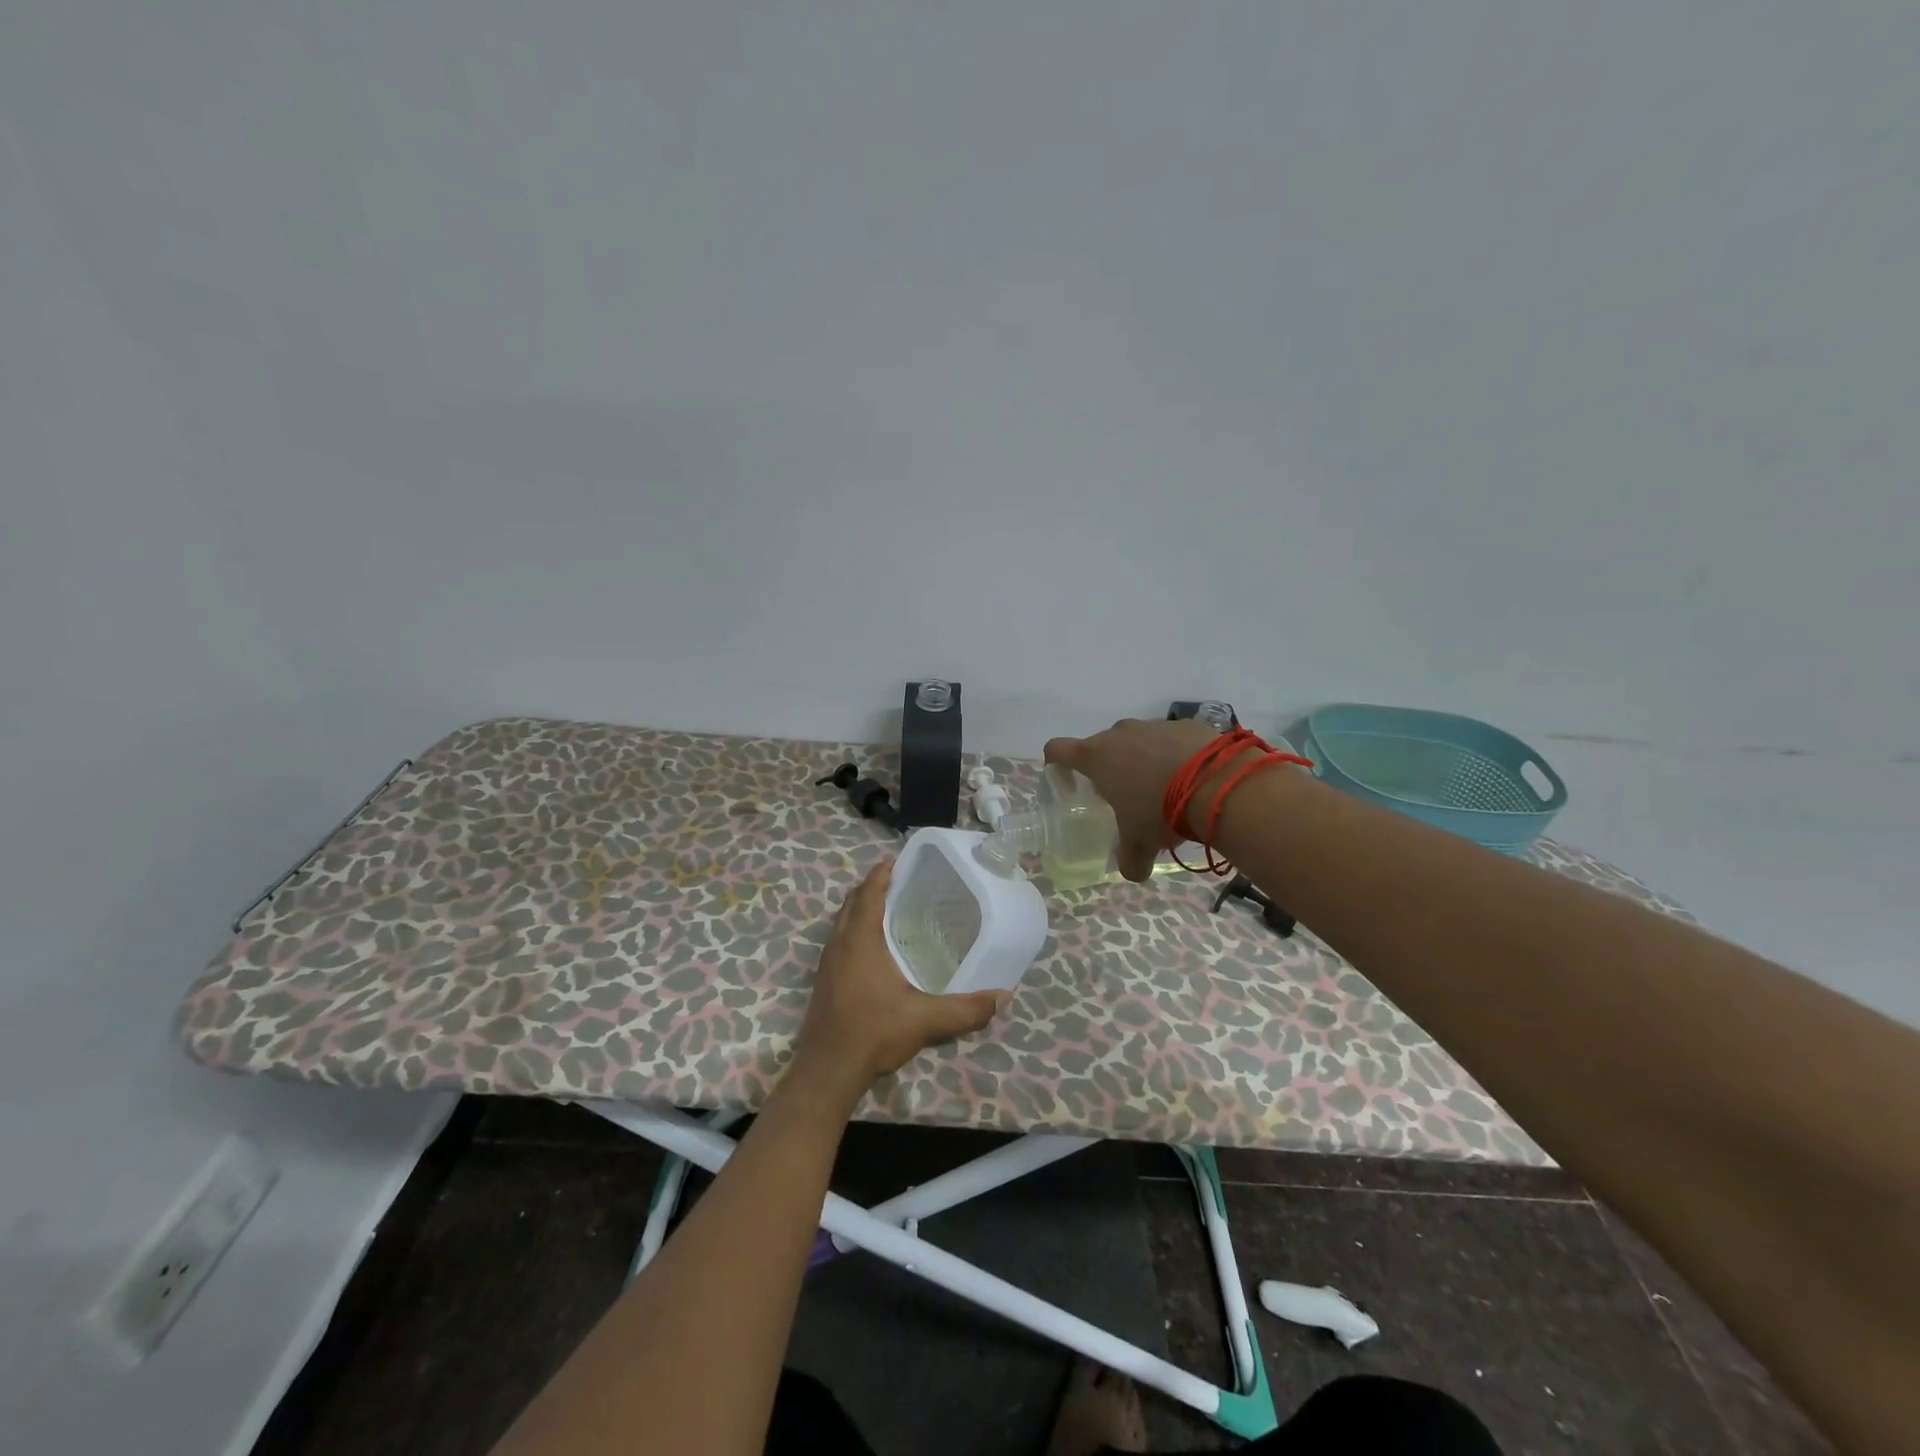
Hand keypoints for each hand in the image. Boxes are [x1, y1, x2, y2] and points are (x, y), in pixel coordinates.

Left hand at [790, 860, 1004, 1105]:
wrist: (827, 1071)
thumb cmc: (873, 1033)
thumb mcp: (925, 1020)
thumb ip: (965, 1009)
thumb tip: (1002, 997)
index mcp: (860, 940)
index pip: (868, 892)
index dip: (882, 873)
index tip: (899, 859)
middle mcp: (839, 944)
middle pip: (852, 901)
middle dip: (872, 886)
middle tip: (901, 881)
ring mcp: (827, 962)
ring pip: (842, 921)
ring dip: (861, 908)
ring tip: (890, 908)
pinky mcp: (824, 980)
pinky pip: (839, 940)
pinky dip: (854, 929)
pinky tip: (874, 948)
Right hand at [1044, 717, 1230, 881]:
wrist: (1218, 784)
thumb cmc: (1160, 811)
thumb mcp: (1140, 843)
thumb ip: (1129, 859)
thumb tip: (1132, 873)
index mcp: (1097, 757)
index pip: (1057, 749)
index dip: (1057, 765)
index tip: (1068, 783)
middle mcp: (1120, 734)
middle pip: (1101, 746)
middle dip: (1108, 768)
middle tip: (1124, 796)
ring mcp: (1154, 725)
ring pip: (1138, 741)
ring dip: (1143, 760)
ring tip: (1165, 789)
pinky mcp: (1186, 724)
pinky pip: (1172, 739)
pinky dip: (1175, 754)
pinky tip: (1193, 778)